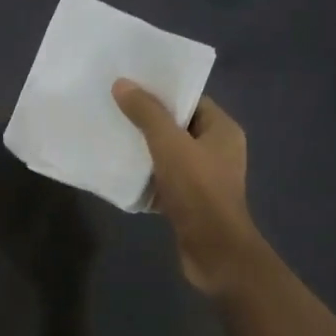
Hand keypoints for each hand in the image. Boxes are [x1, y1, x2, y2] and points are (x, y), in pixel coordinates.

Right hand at [112, 81, 265, 294]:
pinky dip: (147, 174)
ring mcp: (205, 177)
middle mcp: (218, 149)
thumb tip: (122, 83)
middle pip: (178, 125)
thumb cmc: (198, 190)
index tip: (131, 86)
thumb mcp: (169, 145)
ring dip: (144, 147)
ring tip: (112, 134)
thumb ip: (147, 113)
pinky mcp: (191, 200)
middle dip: (148, 119)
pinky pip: (165, 178)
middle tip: (115, 108)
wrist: (214, 252)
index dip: (163, 91)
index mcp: (222, 130)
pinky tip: (121, 170)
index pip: (191, 99)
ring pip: (169, 153)